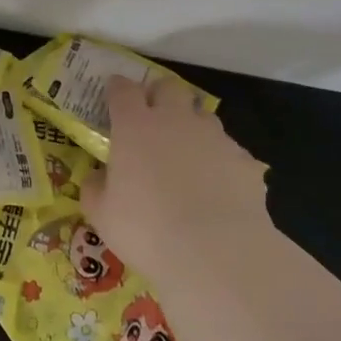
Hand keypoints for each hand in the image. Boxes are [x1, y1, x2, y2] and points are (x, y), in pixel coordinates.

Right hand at [81, 75, 269, 289]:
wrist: (217, 254)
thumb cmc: (147, 230)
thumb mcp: (102, 215)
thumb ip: (95, 188)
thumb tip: (97, 177)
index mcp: (135, 126)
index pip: (123, 89)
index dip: (118, 89)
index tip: (115, 96)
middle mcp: (175, 120)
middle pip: (169, 87)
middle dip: (160, 95)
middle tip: (154, 118)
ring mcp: (214, 137)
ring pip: (203, 115)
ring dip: (193, 126)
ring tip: (189, 155)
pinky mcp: (245, 161)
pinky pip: (231, 152)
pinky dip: (222, 162)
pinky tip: (219, 188)